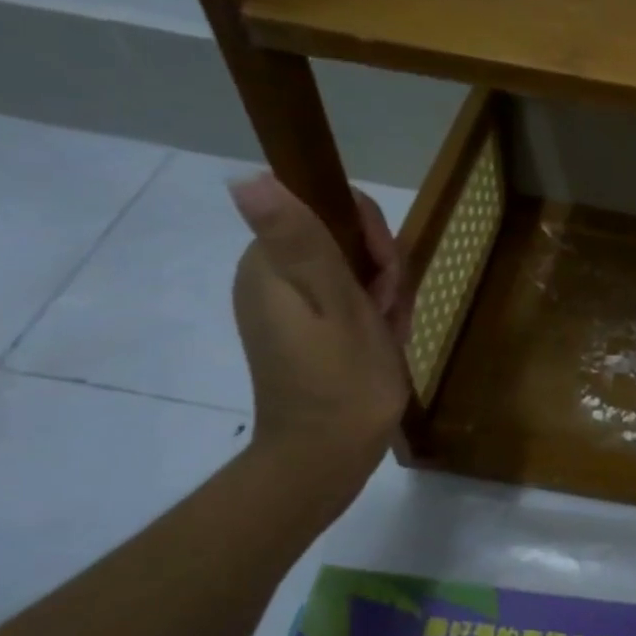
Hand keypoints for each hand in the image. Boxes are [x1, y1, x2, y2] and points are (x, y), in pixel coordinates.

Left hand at [229, 174, 411, 498]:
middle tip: (390, 313)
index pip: (328, 209)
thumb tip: (246, 177)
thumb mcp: (337, 304)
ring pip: (353, 271)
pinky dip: (374, 317)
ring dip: (383, 297)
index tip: (386, 279)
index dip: (370, 235)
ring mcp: (287, 306)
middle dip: (381, 272)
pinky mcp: (302, 329)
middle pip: (344, 240)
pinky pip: (348, 300)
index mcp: (271, 265)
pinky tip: (386, 342)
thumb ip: (303, 240)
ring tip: (390, 334)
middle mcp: (271, 277)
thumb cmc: (343, 382)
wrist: (326, 458)